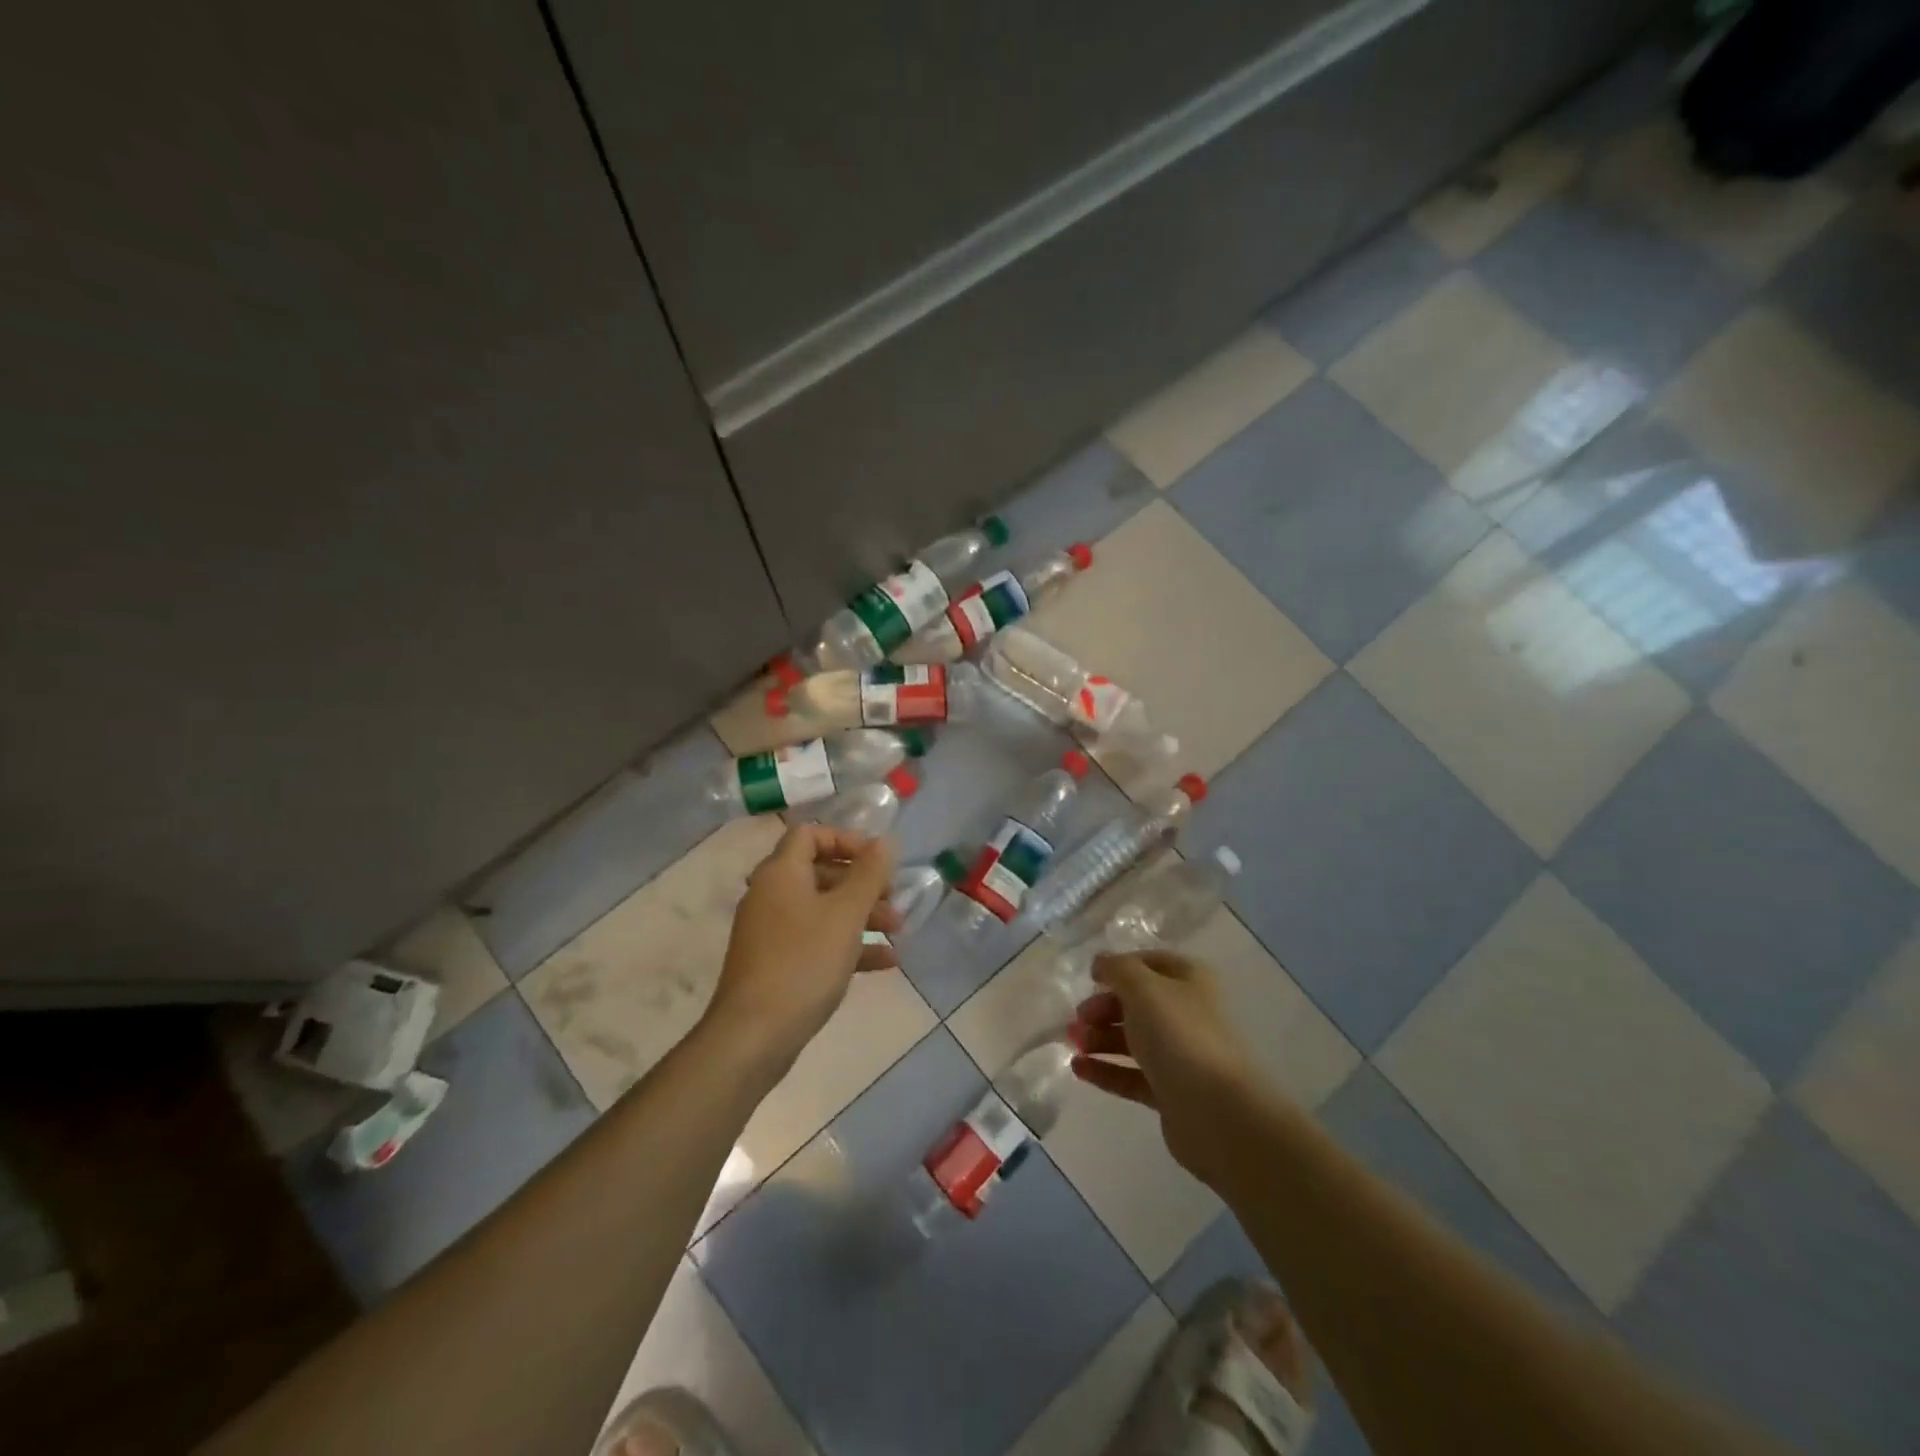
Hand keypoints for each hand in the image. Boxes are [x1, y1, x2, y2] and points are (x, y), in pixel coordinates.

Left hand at [703, 824, 898, 1073]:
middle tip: (894, 898)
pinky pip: (817, 941)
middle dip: (862, 883)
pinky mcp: (776, 964)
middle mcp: (771, 895)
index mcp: (781, 873)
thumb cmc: (804, 962)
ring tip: (898, 930)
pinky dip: (848, 944)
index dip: (846, 839)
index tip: (878, 859)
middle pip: (820, 872)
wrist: (753, 1036)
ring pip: (822, 910)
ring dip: (861, 915)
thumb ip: (869, 874)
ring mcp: (771, 932)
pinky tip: (885, 962)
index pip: (810, 834)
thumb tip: (884, 841)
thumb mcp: (846, 914)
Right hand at [1071, 950, 1265, 1185]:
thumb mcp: (1143, 987)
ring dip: (1099, 1039)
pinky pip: (1130, 1074)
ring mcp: (1179, 1055)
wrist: (1216, 1111)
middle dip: (1103, 1008)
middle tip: (1078, 1018)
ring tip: (1073, 1045)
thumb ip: (1117, 968)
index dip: (1119, 967)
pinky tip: (1077, 1069)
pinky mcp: (1169, 1091)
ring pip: (1132, 1040)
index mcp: (1188, 981)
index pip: (1149, 964)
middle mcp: (1186, 1014)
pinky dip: (1104, 1070)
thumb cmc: (1178, 1034)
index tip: (1091, 979)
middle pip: (1136, 1004)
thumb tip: (1101, 963)